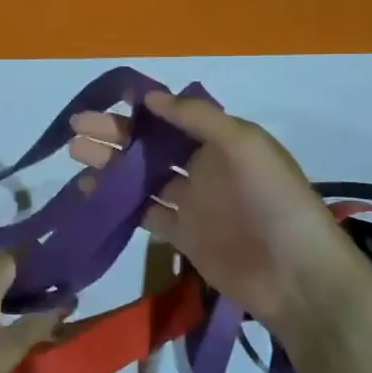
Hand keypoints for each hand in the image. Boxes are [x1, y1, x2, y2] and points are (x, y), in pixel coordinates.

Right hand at [69, 91, 371, 349]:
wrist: (296, 275)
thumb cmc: (273, 200)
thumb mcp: (244, 145)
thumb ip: (198, 119)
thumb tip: (150, 97)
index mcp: (221, 141)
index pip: (173, 118)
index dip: (141, 110)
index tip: (106, 103)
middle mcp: (204, 167)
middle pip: (152, 146)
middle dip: (116, 135)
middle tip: (76, 129)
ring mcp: (192, 203)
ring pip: (143, 178)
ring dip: (112, 166)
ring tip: (76, 155)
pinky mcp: (183, 236)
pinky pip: (145, 213)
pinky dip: (119, 203)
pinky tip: (92, 194)